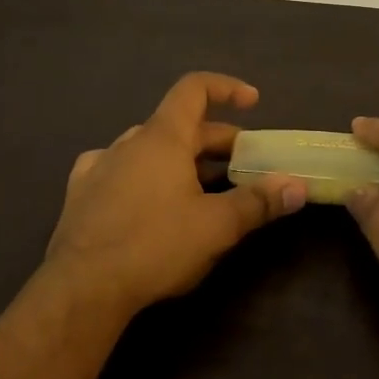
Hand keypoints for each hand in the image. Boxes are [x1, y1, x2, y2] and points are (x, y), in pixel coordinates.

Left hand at [44, 72, 306, 316]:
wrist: (81, 290)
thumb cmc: (154, 246)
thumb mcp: (217, 226)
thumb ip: (258, 202)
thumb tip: (297, 186)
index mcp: (162, 137)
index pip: (194, 89)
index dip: (226, 88)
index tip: (253, 102)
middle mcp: (129, 142)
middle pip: (179, 125)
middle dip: (216, 141)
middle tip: (243, 165)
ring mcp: (100, 166)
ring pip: (149, 148)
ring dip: (180, 158)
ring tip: (201, 186)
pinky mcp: (81, 195)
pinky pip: (119, 170)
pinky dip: (143, 175)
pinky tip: (146, 198)